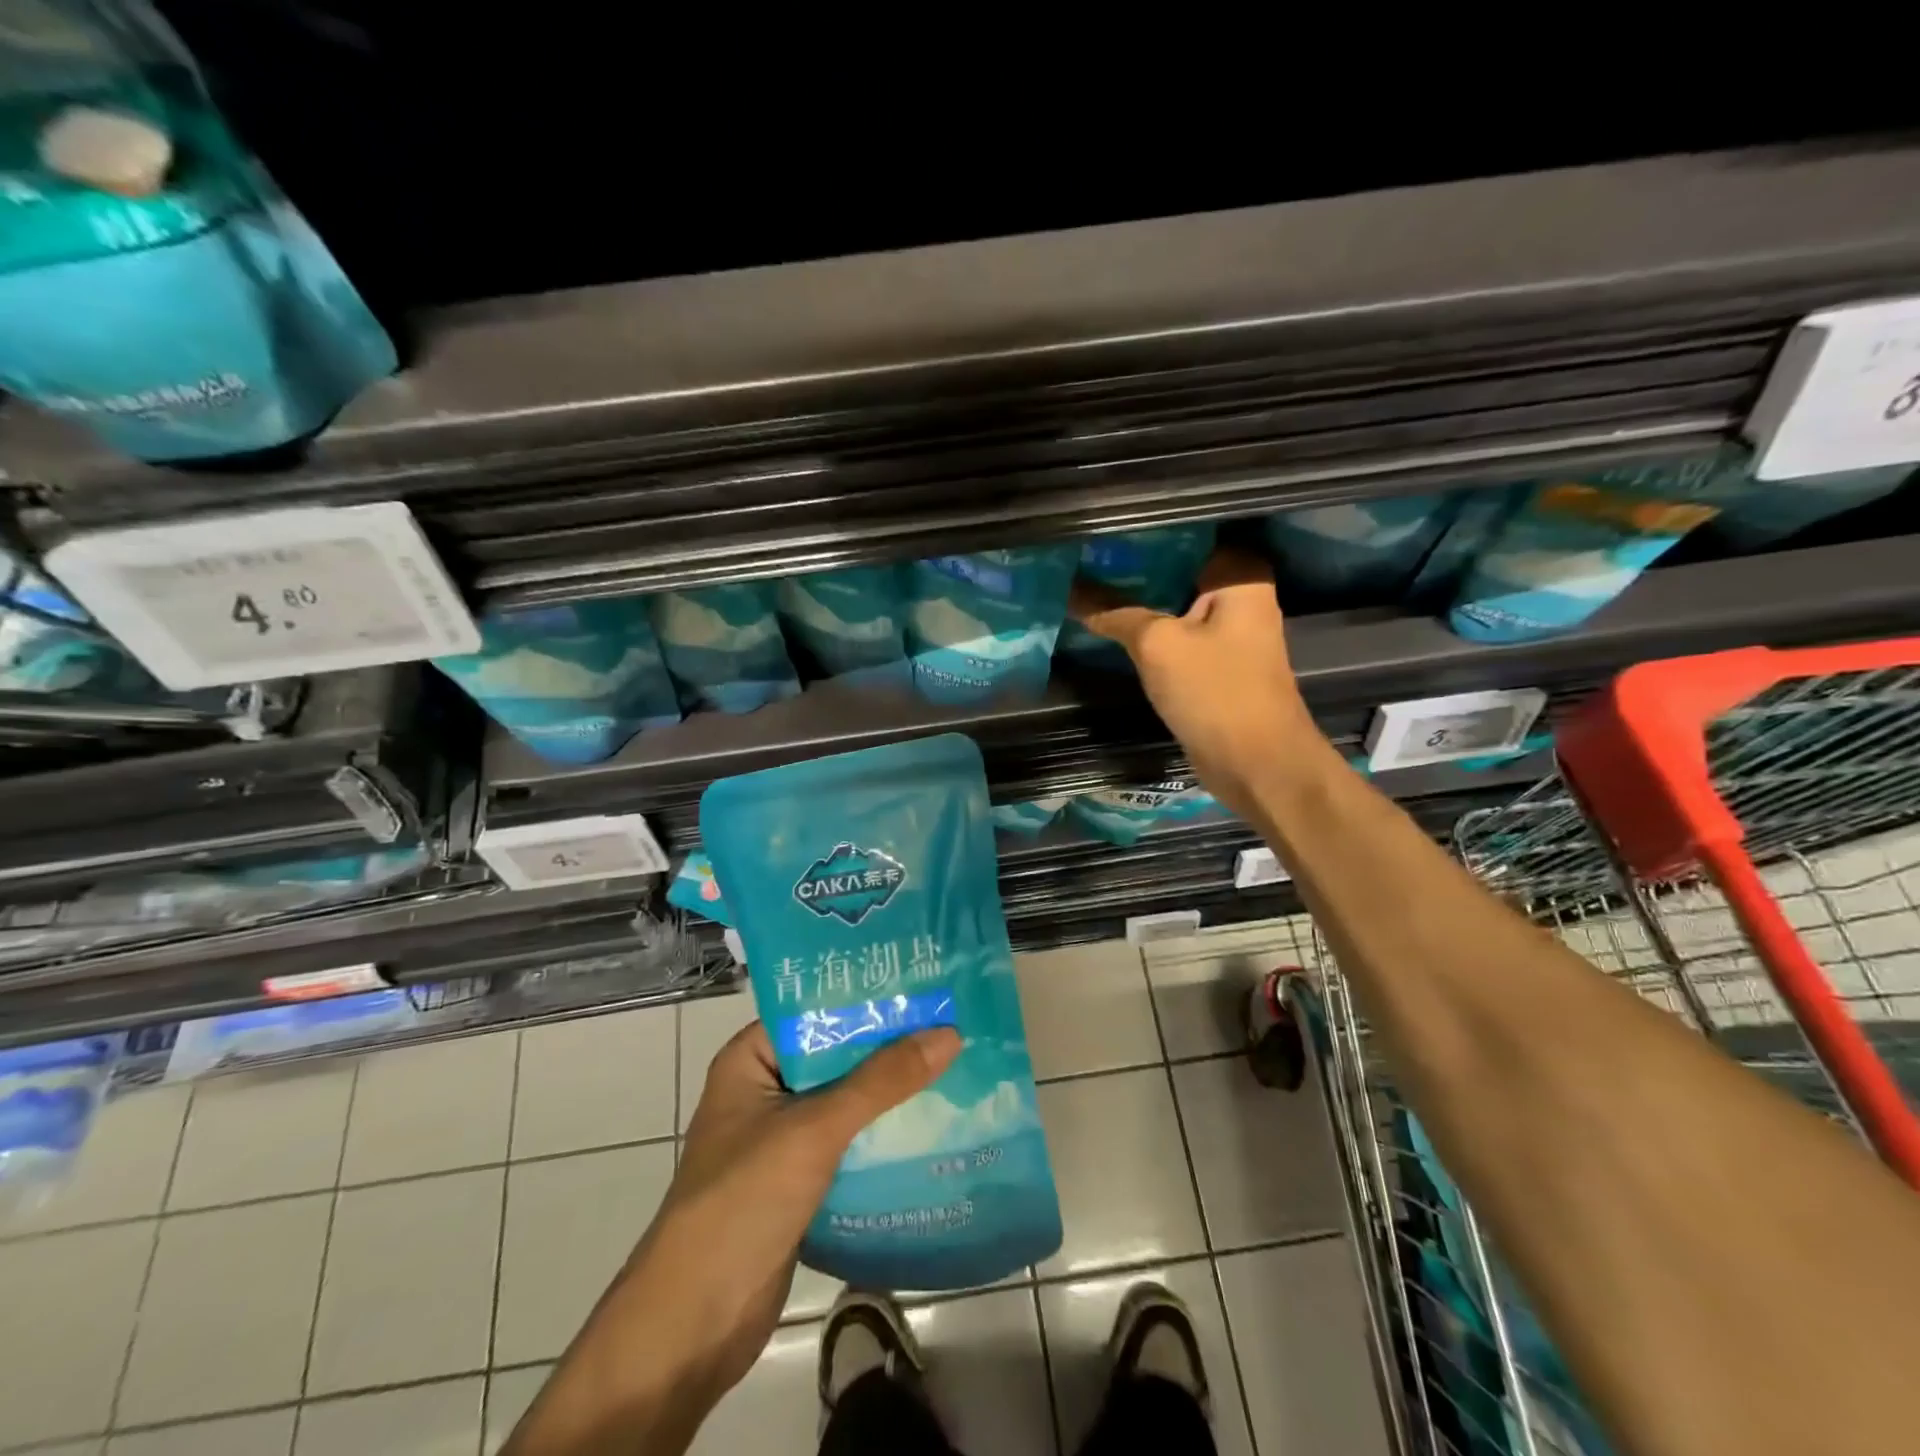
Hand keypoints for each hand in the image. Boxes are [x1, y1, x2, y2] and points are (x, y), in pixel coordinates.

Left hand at [621, 1022, 961, 1400]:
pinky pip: (849, 1142)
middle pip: (836, 1055)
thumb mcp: (815, 1129)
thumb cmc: (743, 1201)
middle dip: (888, 1045)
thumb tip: (948, 1033)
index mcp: (751, 1059)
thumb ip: (881, 1081)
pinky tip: (931, 1123)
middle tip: (952, 1022)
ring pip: (847, 1099)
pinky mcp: (799, 1180)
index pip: (816, 1011)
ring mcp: (781, 1137)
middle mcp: (766, 1089)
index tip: (923, 985)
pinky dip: (882, 1134)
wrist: (694, 1324)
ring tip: (955, 1064)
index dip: (867, 998)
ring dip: (891, 1091)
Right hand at [1070, 547, 1314, 819]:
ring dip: (1138, 600)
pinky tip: (1111, 623)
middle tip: (1085, 554)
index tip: (1103, 528)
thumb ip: (1115, 613)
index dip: (1145, 531)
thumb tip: (1073, 590)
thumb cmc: (1215, 692)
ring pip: (1173, 603)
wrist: (1256, 764)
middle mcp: (1239, 597)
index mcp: (1240, 576)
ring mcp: (1227, 633)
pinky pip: (1175, 635)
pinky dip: (1148, 630)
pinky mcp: (1214, 663)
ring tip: (1088, 581)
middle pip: (1178, 568)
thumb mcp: (1157, 645)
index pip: (1188, 534)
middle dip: (1134, 565)